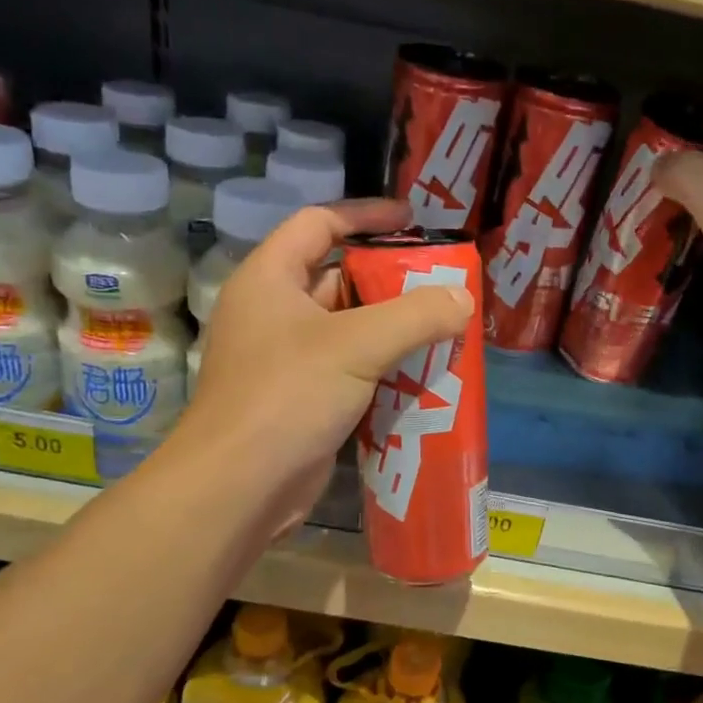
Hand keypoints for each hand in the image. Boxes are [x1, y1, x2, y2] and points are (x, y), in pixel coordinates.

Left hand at [175, 198, 472, 535]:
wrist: (239, 487)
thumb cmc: (287, 396)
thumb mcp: (356, 345)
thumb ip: (415, 316)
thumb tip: (463, 298)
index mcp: (270, 279)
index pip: (318, 223)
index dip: (365, 215)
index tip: (412, 220)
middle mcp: (274, 312)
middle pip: (338, 277)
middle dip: (390, 279)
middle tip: (441, 283)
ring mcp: (286, 359)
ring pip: (348, 328)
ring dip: (392, 328)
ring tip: (444, 326)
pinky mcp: (301, 399)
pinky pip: (349, 369)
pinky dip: (382, 367)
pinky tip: (422, 375)